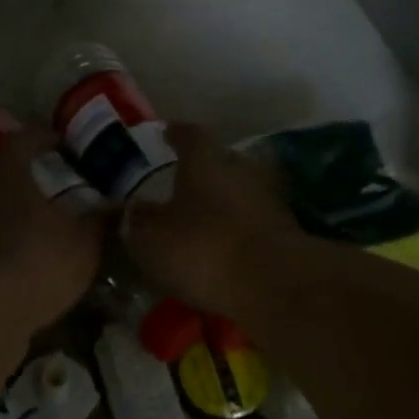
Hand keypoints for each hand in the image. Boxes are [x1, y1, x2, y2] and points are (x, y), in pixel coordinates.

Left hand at [0, 129, 103, 328]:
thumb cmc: (39, 262)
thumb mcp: (84, 244)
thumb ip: (100, 222)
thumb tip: (117, 206)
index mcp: (11, 180)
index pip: (21, 142)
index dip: (40, 137)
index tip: (58, 142)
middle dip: (21, 187)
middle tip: (45, 200)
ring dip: (2, 223)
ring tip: (27, 240)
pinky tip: (8, 273)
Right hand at [124, 122, 305, 318]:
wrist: (275, 285)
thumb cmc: (204, 248)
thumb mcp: (152, 238)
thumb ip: (139, 219)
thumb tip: (132, 207)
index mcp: (205, 160)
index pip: (189, 134)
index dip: (176, 133)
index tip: (166, 132)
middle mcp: (240, 169)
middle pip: (219, 160)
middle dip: (201, 169)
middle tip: (180, 180)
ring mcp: (268, 200)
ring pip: (238, 191)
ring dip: (221, 201)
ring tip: (200, 217)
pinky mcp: (285, 233)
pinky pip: (252, 222)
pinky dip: (236, 229)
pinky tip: (222, 245)